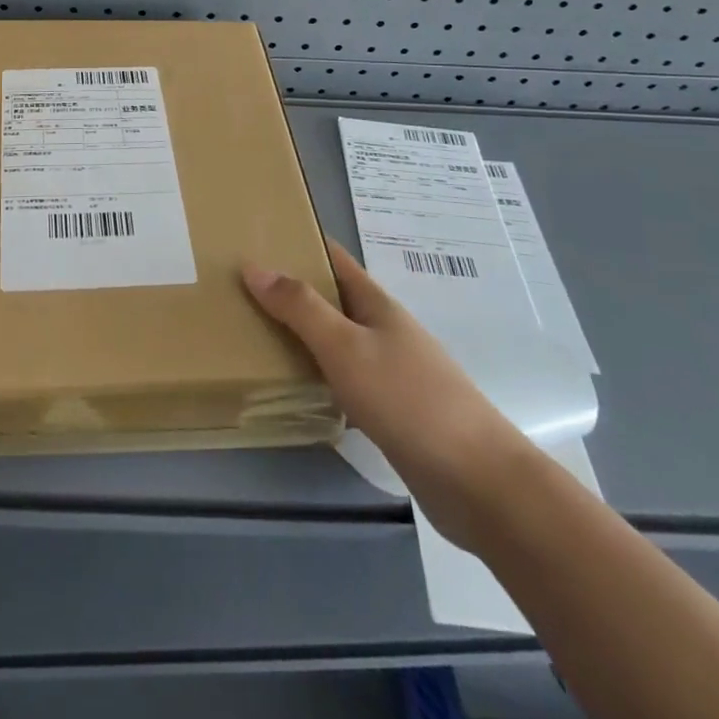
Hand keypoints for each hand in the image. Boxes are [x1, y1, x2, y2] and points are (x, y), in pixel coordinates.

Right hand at [244, 241, 533, 547]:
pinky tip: (293, 387)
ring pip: (336, 339)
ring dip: (301, 333)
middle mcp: (383, 330)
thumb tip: (254, 266)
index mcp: (375, 304)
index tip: (256, 236)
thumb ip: (300, 308)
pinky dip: (317, 374)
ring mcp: (390, 371)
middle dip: (291, 288)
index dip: (299, 242)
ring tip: (253, 332)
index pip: (333, 258)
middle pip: (332, 298)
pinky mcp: (391, 411)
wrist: (478, 482)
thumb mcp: (345, 347)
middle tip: (240, 287)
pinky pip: (343, 378)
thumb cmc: (408, 400)